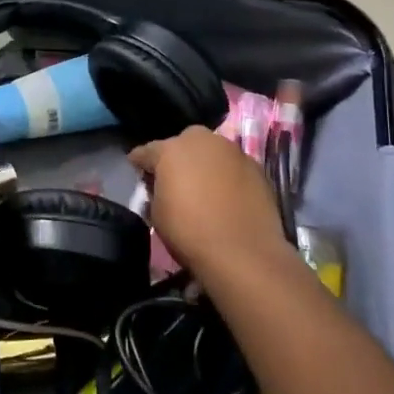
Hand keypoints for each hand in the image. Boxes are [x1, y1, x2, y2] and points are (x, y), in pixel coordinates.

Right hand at [131, 126, 291, 278]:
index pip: (146, 151)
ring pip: (211, 152)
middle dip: (176, 157)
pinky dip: (227, 176)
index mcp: (171, 149)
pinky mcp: (257, 167)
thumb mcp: (156, 214)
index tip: (136, 172)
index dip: (139, 163)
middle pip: (182, 143)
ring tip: (204, 187)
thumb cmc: (189, 232)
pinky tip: (227, 196)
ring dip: (204, 164)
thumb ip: (155, 190)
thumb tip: (161, 187)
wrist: (243, 253)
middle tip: (174, 180)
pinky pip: (233, 167)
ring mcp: (233, 151)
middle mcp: (202, 140)